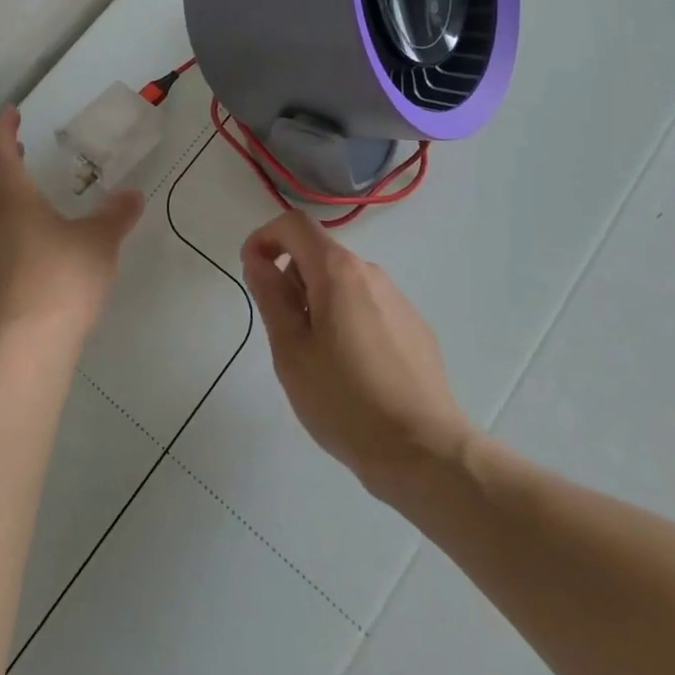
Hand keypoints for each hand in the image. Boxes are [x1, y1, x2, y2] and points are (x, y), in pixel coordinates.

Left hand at [0, 107, 143, 342]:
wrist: (26, 344)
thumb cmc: (62, 278)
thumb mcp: (100, 241)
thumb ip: (116, 215)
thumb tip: (132, 195)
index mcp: (12, 197)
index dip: (3, 128)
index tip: (13, 113)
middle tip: (14, 152)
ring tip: (16, 193)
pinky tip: (21, 239)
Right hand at [241, 211, 474, 498]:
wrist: (423, 450)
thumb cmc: (344, 400)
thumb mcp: (291, 350)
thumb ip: (271, 296)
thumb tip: (259, 260)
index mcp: (338, 271)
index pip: (294, 224)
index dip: (265, 238)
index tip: (252, 273)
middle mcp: (370, 273)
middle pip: (319, 254)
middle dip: (291, 279)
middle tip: (283, 332)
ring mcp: (397, 300)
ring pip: (343, 283)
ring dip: (318, 302)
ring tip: (316, 358)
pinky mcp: (414, 327)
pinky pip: (368, 306)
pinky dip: (346, 320)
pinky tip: (351, 371)